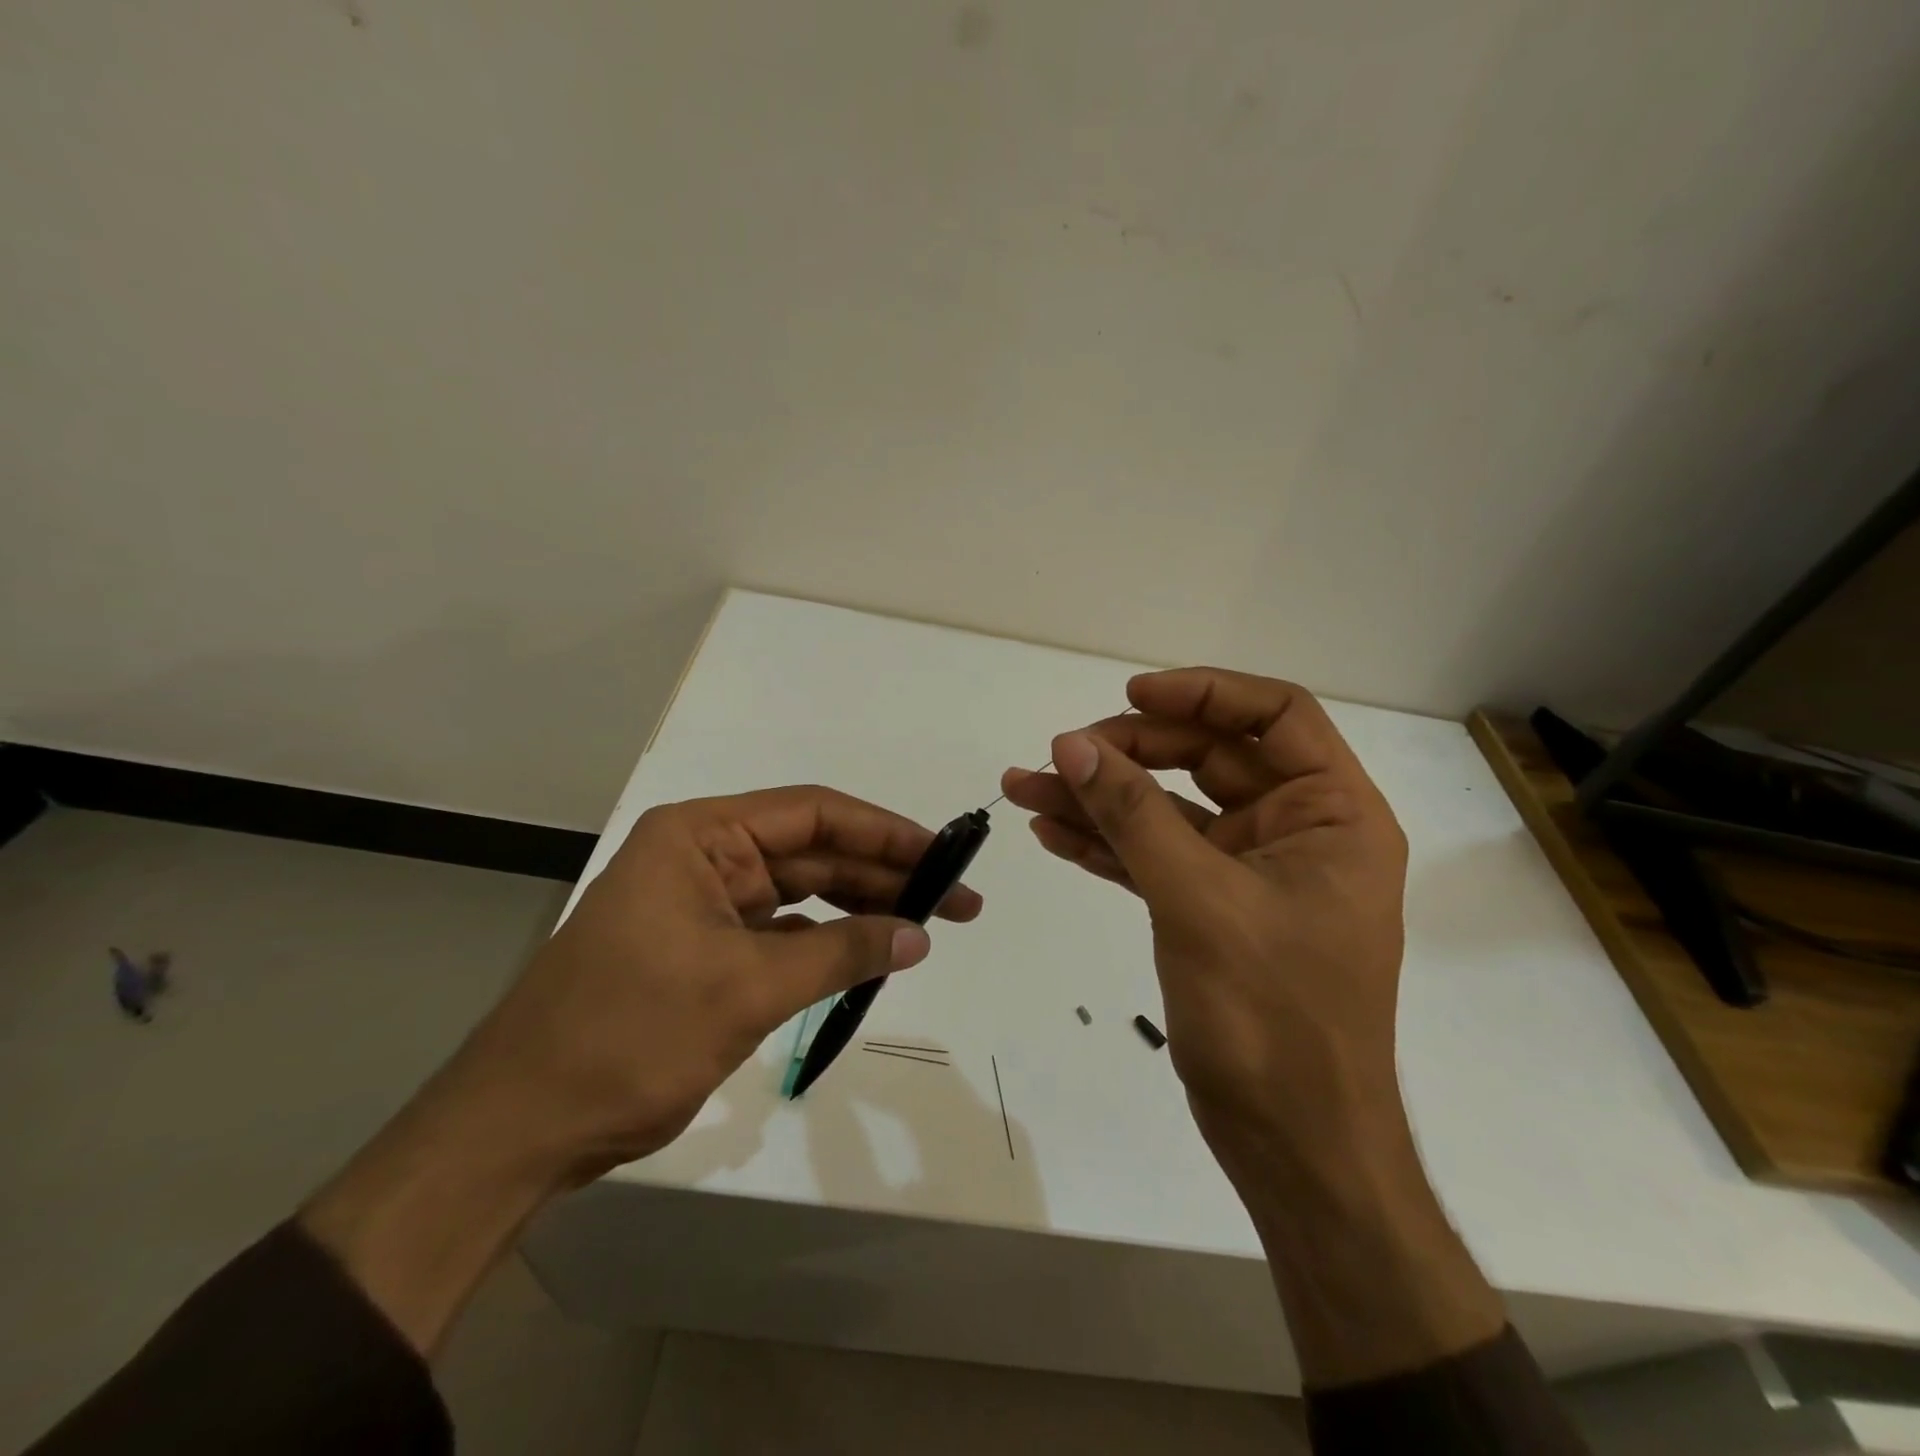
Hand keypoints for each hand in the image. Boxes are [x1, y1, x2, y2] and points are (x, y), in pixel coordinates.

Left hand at [302, 785, 980, 1352]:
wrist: (517, 1129)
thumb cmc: (626, 1037)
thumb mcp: (745, 989)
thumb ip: (840, 953)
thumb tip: (920, 935)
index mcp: (699, 837)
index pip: (812, 814)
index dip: (884, 831)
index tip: (943, 854)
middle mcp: (703, 857)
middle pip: (813, 852)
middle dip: (884, 874)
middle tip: (958, 900)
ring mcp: (703, 905)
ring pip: (802, 894)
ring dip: (861, 909)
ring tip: (929, 927)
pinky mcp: (704, 951)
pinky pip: (783, 933)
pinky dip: (827, 943)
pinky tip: (871, 955)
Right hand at [1001, 668, 1406, 1173]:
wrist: (1290, 1145)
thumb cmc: (1272, 1018)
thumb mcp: (1198, 900)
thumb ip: (1133, 815)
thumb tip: (1072, 745)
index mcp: (1330, 815)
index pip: (1275, 716)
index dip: (1204, 693)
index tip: (1130, 695)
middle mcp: (1295, 831)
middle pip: (1206, 758)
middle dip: (1128, 753)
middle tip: (1059, 757)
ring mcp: (1249, 871)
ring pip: (1168, 809)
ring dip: (1100, 799)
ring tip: (1025, 787)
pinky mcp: (1211, 907)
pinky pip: (1154, 856)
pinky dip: (1106, 844)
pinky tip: (1051, 833)